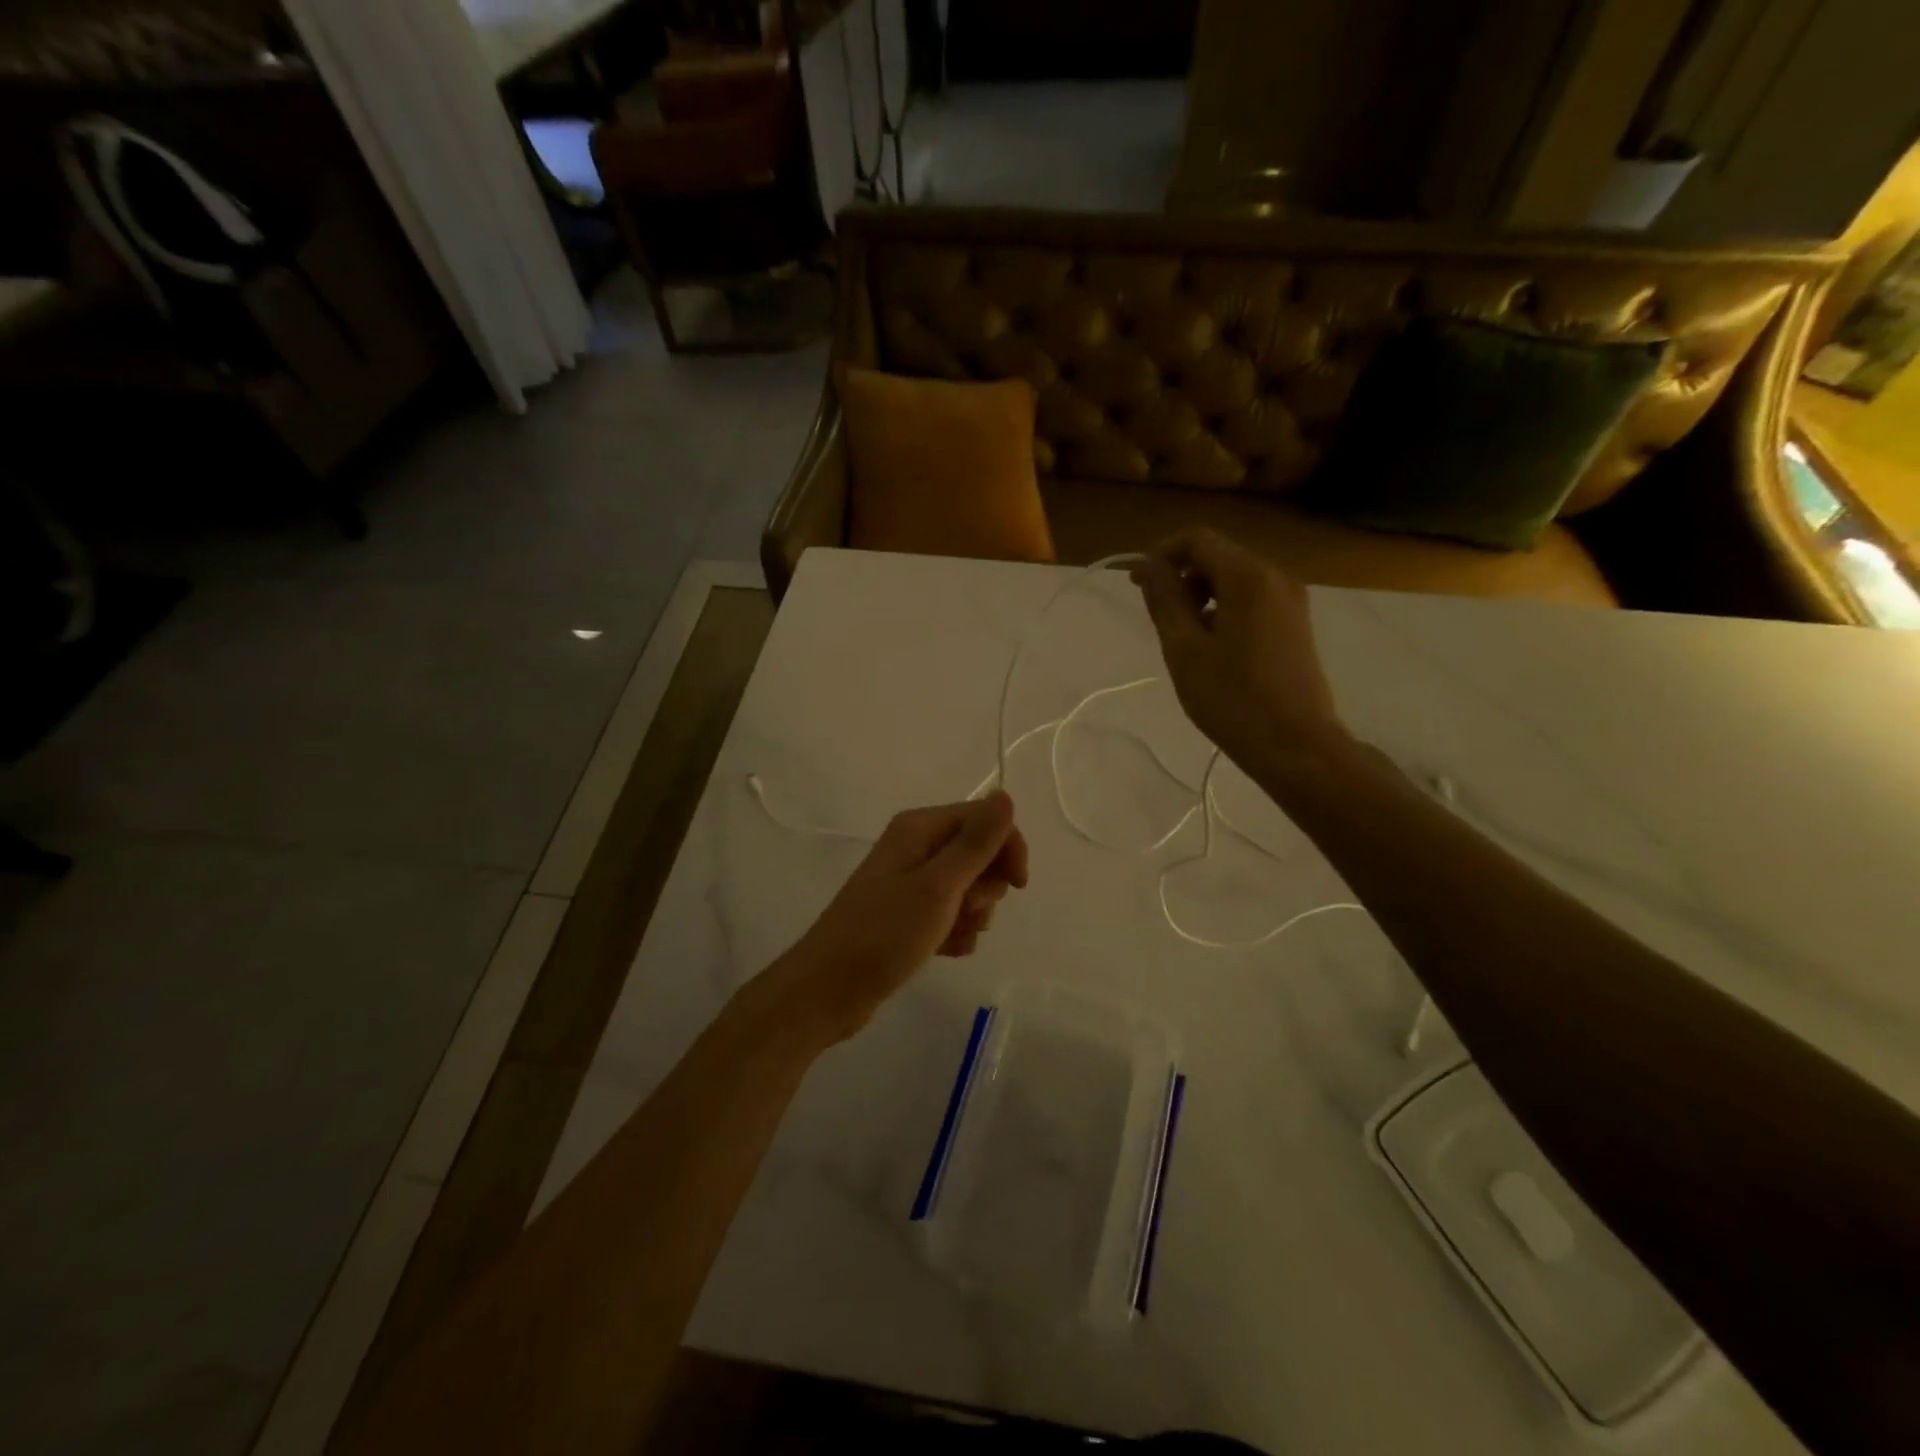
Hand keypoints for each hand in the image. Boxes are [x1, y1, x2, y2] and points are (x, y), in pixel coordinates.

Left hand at [762, 793, 1028, 1044]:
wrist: (829, 990)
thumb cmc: (884, 934)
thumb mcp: (938, 886)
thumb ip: (975, 843)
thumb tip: (1004, 795)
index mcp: (919, 828)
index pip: (983, 818)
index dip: (1007, 847)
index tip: (1018, 885)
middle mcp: (915, 847)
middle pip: (978, 853)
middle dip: (985, 886)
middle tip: (965, 910)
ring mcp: (910, 882)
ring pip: (968, 888)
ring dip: (972, 914)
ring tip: (949, 935)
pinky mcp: (908, 915)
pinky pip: (951, 914)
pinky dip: (955, 932)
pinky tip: (945, 951)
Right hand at [1131, 527, 1349, 772]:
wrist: (1295, 745)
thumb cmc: (1232, 698)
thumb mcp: (1184, 648)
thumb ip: (1164, 599)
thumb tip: (1147, 565)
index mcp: (1249, 577)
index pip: (1198, 540)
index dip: (1162, 554)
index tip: (1137, 586)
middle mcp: (1276, 577)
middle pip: (1219, 556)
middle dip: (1183, 577)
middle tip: (1160, 619)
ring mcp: (1291, 601)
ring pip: (1235, 579)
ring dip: (1202, 596)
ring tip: (1184, 639)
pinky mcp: (1295, 624)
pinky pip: (1252, 600)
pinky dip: (1224, 610)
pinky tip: (1213, 649)